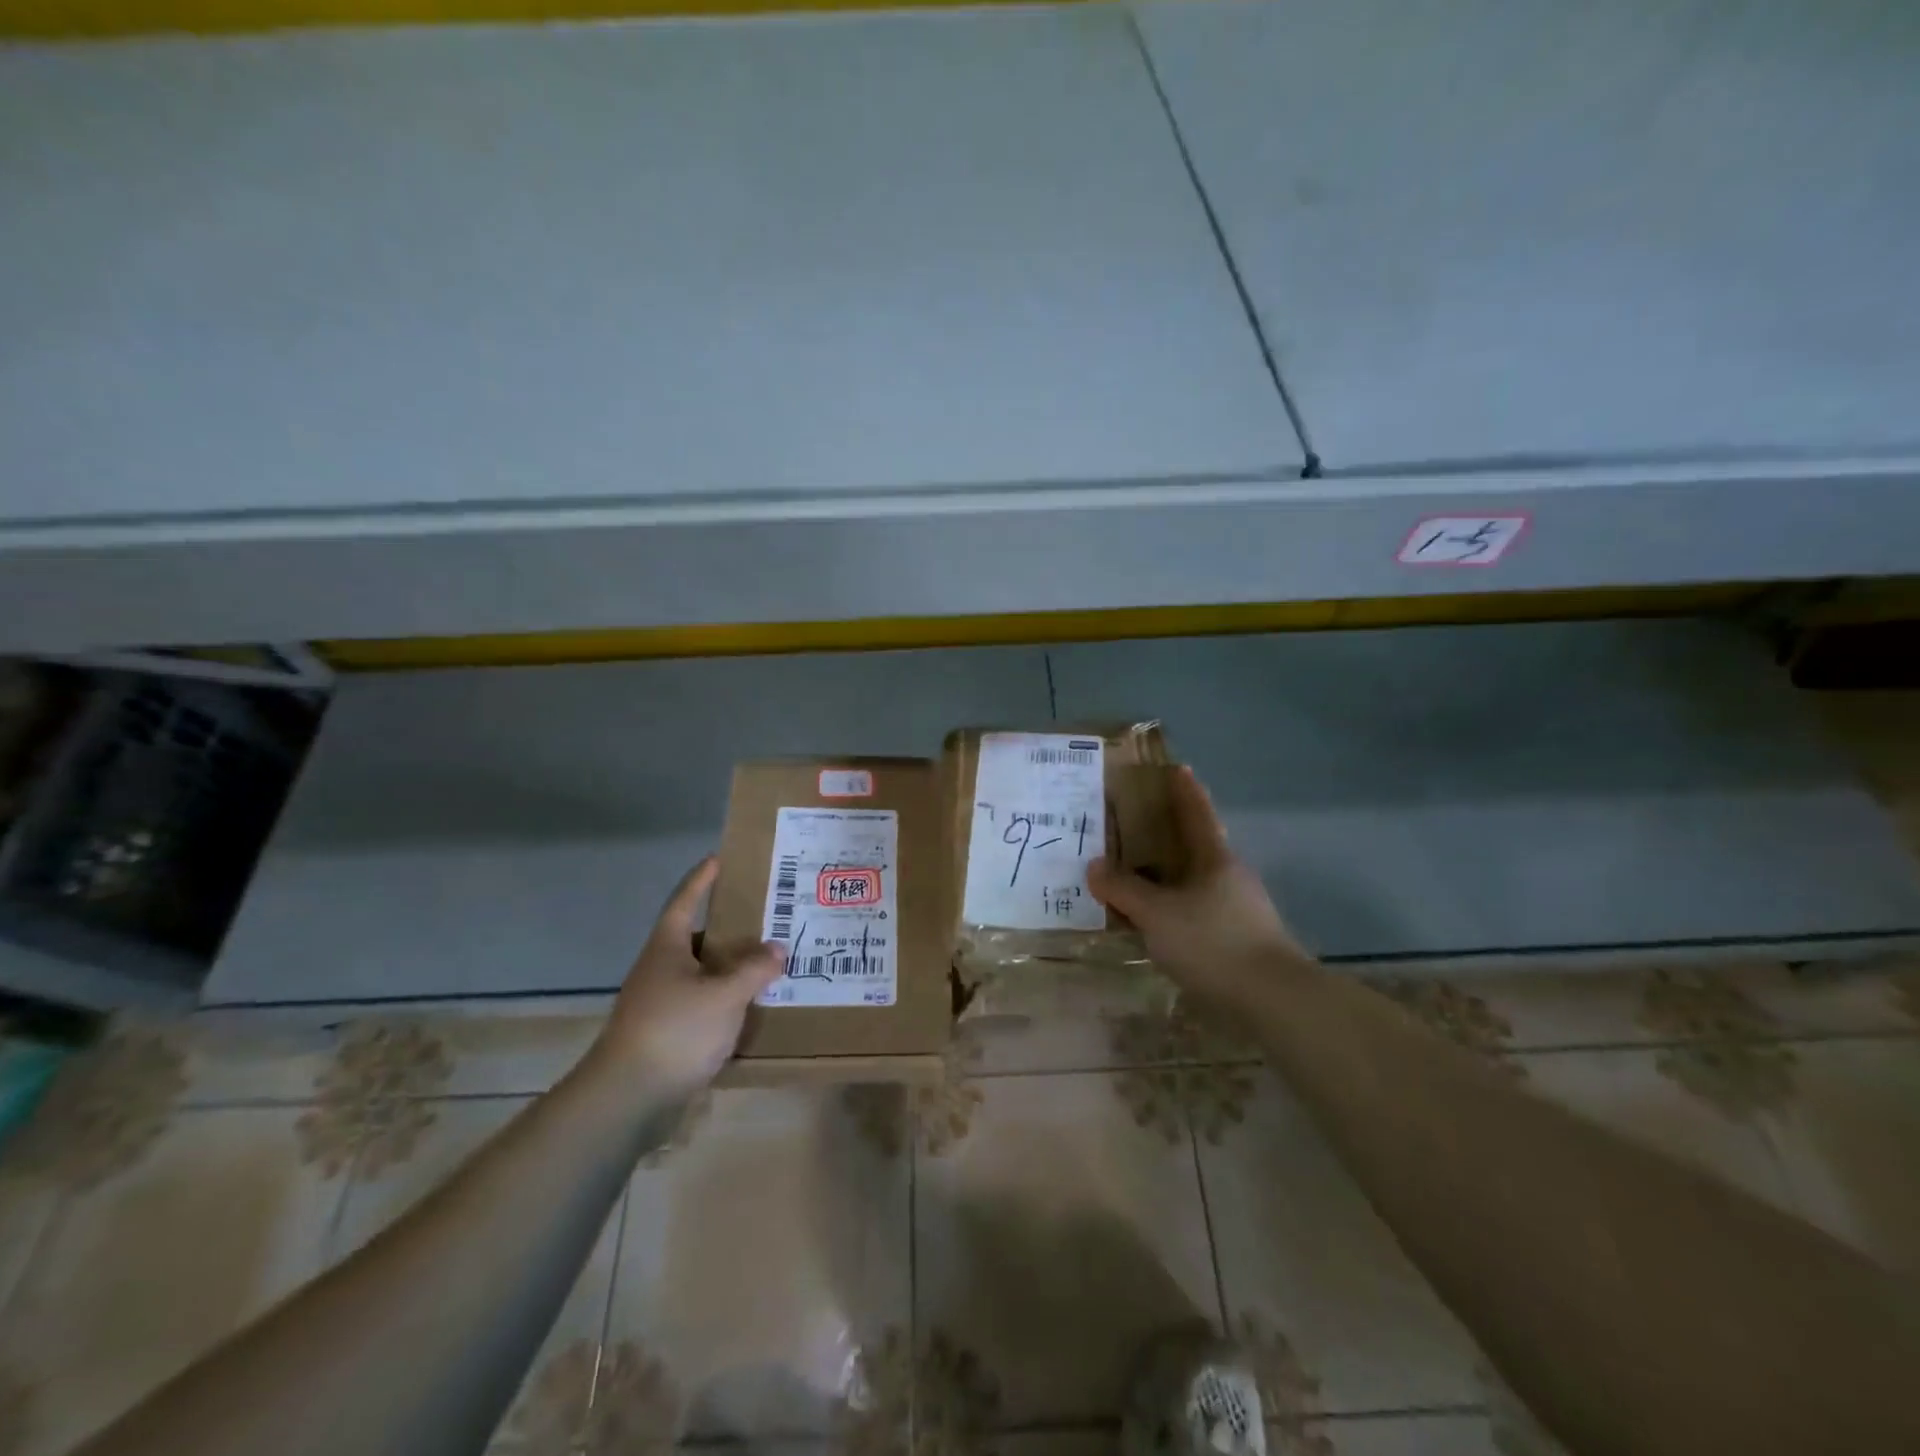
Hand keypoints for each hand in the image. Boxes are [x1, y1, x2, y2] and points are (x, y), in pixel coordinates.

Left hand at [589, 857, 783, 1096]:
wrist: (628, 1098)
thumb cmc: (675, 1030)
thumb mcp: (724, 995)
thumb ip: (754, 969)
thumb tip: (776, 948)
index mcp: (667, 948)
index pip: (685, 901)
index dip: (702, 879)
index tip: (719, 858)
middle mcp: (660, 969)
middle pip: (696, 937)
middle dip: (729, 926)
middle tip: (765, 915)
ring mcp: (660, 1002)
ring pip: (702, 973)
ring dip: (730, 966)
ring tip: (767, 960)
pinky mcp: (667, 1033)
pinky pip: (703, 1002)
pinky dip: (726, 997)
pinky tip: (751, 1004)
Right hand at [1088, 767, 1309, 1010]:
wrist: (1272, 1000)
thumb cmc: (1212, 941)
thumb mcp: (1157, 913)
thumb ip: (1124, 889)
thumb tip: (1095, 866)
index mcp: (1215, 858)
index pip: (1198, 813)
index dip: (1186, 791)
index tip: (1178, 769)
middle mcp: (1230, 877)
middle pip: (1197, 846)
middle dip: (1170, 836)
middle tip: (1135, 829)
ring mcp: (1239, 910)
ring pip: (1196, 883)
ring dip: (1169, 877)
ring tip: (1136, 880)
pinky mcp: (1240, 941)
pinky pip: (1198, 912)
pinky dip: (1175, 910)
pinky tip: (1156, 925)